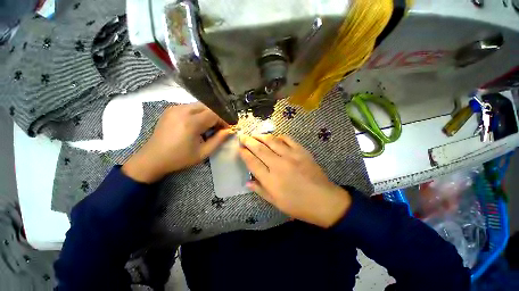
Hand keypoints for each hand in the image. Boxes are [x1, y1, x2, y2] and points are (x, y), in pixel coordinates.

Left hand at [122, 103, 232, 182]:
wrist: (152, 159)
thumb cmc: (179, 158)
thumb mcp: (203, 152)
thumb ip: (218, 140)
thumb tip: (229, 131)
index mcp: (190, 122)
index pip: (214, 114)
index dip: (224, 120)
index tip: (228, 128)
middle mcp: (182, 110)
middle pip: (208, 106)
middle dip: (217, 116)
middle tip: (220, 127)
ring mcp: (175, 108)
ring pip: (199, 105)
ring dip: (208, 114)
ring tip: (210, 126)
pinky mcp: (171, 109)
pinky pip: (190, 107)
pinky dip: (199, 113)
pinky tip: (198, 124)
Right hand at [239, 134, 351, 227]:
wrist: (324, 201)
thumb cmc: (298, 205)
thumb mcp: (276, 203)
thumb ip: (260, 190)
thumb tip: (247, 182)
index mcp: (270, 180)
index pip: (252, 163)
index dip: (244, 154)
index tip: (239, 148)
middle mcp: (278, 165)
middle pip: (259, 149)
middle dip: (248, 141)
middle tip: (242, 137)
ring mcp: (291, 156)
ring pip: (272, 141)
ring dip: (261, 136)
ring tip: (255, 134)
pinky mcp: (302, 151)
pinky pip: (288, 139)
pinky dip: (280, 137)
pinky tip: (275, 137)